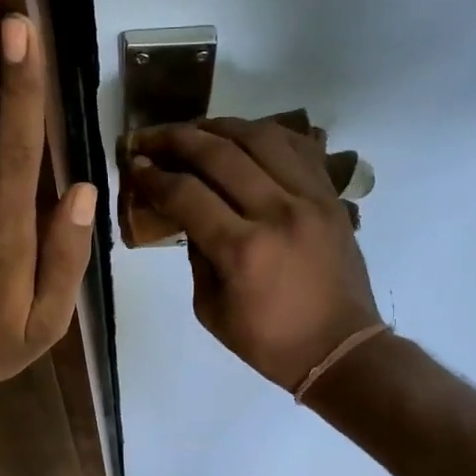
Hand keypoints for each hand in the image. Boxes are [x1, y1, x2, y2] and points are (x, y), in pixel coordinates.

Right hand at [128, 117, 380, 390]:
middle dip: (177, 138)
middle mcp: (277, 213)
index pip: (187, 194)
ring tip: (196, 131)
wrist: (340, 349)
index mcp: (243, 250)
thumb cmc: (269, 342)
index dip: (154, 176)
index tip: (135, 166)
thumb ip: (196, 255)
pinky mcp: (331, 197)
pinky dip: (267, 135)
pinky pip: (298, 148)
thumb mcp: (211, 310)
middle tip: (152, 139)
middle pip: (220, 153)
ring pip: (261, 137)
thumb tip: (188, 213)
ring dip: (220, 127)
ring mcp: (310, 199)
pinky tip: (245, 138)